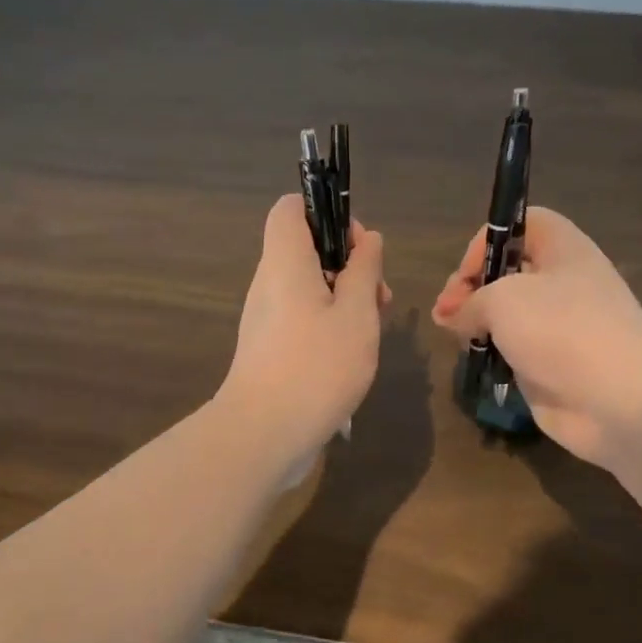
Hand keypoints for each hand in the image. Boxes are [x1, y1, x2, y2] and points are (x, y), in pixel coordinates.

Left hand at [219, 194, 388, 462]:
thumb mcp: (356, 314)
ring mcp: (265, 318)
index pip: (291, 208)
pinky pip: (301, 318)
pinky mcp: (269, 349)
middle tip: (378, 298)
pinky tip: (351, 356)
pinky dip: (329, 325)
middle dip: (348, 264)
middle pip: (306, 249)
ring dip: (344, 299)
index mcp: (284, 261)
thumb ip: (364, 271)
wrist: (263, 434)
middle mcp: (268, 283)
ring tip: (372, 330)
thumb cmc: (316, 366)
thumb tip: (368, 241)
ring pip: (308, 288)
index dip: (327, 213)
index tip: (359, 248)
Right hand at [432, 207, 641, 469]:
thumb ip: (469, 301)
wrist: (619, 399)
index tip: (466, 275)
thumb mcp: (503, 299)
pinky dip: (493, 353)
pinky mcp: (551, 364)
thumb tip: (452, 316)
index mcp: (563, 249)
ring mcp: (559, 326)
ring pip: (507, 314)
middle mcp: (563, 282)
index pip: (521, 224)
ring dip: (477, 323)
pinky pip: (513, 349)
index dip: (489, 241)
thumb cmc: (562, 330)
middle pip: (508, 271)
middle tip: (446, 313)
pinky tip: (477, 361)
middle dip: (471, 287)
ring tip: (457, 337)